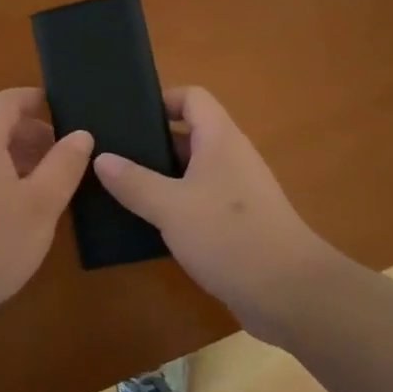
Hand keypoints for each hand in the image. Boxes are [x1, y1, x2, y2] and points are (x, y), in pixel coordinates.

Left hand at [0, 87, 92, 329]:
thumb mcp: (40, 206)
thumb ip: (63, 166)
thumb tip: (81, 133)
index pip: (7, 100)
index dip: (35, 98)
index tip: (61, 107)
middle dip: (30, 132)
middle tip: (62, 154)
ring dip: (14, 157)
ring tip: (43, 182)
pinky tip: (12, 207)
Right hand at [93, 87, 334, 343]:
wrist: (291, 294)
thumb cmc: (229, 236)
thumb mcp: (170, 207)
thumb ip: (134, 181)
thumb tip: (101, 158)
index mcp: (219, 139)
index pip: (192, 97)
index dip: (161, 100)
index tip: (127, 117)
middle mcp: (231, 157)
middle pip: (188, 134)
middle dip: (151, 142)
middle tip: (110, 154)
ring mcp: (237, 192)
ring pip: (192, 171)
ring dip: (160, 177)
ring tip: (118, 187)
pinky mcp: (238, 224)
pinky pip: (200, 201)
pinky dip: (175, 206)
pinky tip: (147, 223)